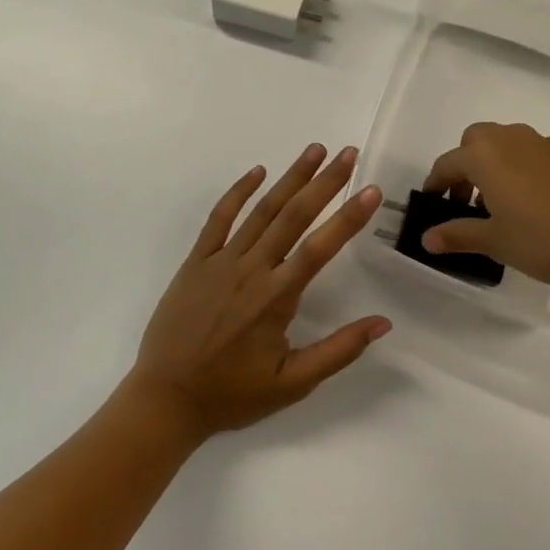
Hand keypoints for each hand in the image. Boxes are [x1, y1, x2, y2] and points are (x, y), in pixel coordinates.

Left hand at [127, 145, 390, 438]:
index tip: (370, 190)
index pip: (319, 248)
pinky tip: (257, 172)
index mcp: (276, 298)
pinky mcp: (196, 262)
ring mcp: (220, 261)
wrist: (166, 398)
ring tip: (314, 150)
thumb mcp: (292, 384)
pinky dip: (238, 193)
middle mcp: (251, 270)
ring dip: (289, 178)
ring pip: (261, 211)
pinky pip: (218, 219)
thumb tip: (382, 323)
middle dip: (324, 183)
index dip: (348, 218)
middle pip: (293, 217)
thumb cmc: (232, 394)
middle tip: (348, 153)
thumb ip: (338, 351)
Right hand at [421, 122, 549, 289]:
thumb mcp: (497, 242)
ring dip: (496, 168)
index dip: (436, 184)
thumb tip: (428, 237)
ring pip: (508, 146)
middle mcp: (512, 140)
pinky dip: (525, 173)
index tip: (432, 204)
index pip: (448, 164)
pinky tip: (539, 207)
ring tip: (504, 208)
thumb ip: (459, 235)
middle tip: (468, 202)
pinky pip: (535, 157)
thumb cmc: (546, 237)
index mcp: (485, 155)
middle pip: (476, 142)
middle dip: (466, 167)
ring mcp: (546, 144)